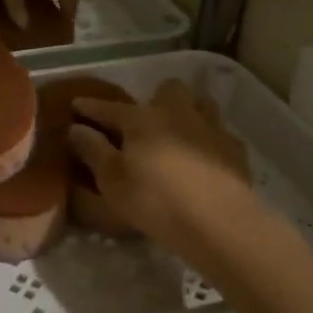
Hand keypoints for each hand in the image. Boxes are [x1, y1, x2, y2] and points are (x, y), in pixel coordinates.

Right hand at [68, 80, 254, 246]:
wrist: (219, 223)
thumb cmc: (156, 200)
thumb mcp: (112, 180)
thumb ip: (93, 150)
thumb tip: (77, 128)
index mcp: (143, 118)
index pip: (110, 107)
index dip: (91, 107)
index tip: (76, 104)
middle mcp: (178, 113)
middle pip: (168, 89)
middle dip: (155, 98)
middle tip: (144, 121)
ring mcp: (211, 128)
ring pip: (201, 103)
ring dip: (188, 111)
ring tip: (178, 131)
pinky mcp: (236, 150)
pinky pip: (221, 133)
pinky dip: (209, 139)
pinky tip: (204, 156)